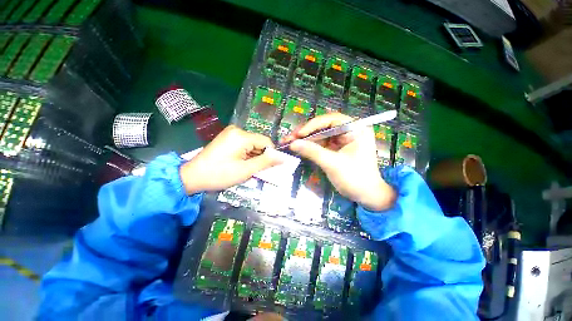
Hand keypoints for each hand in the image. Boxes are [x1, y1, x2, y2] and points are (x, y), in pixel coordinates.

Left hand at [180, 125, 281, 194]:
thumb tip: (283, 158)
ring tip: (246, 168)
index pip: (266, 142)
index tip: (267, 168)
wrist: (192, 177)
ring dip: (253, 157)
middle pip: (259, 143)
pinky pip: (244, 145)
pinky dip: (247, 155)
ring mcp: (231, 133)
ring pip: (253, 145)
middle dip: (261, 157)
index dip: (270, 155)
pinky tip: (240, 164)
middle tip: (255, 170)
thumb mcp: (246, 170)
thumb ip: (266, 162)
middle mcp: (237, 130)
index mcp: (242, 135)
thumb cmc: (220, 174)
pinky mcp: (228, 138)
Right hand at [284, 112, 395, 210]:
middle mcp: (348, 131)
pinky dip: (309, 146)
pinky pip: (320, 144)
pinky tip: (297, 147)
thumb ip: (312, 152)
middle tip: (289, 138)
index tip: (299, 134)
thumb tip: (292, 143)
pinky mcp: (335, 148)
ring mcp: (341, 140)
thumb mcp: (333, 164)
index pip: (332, 120)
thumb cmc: (355, 179)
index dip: (313, 125)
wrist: (366, 196)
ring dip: (305, 139)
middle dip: (306, 133)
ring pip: (320, 135)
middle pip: (323, 126)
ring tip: (288, 142)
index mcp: (356, 129)